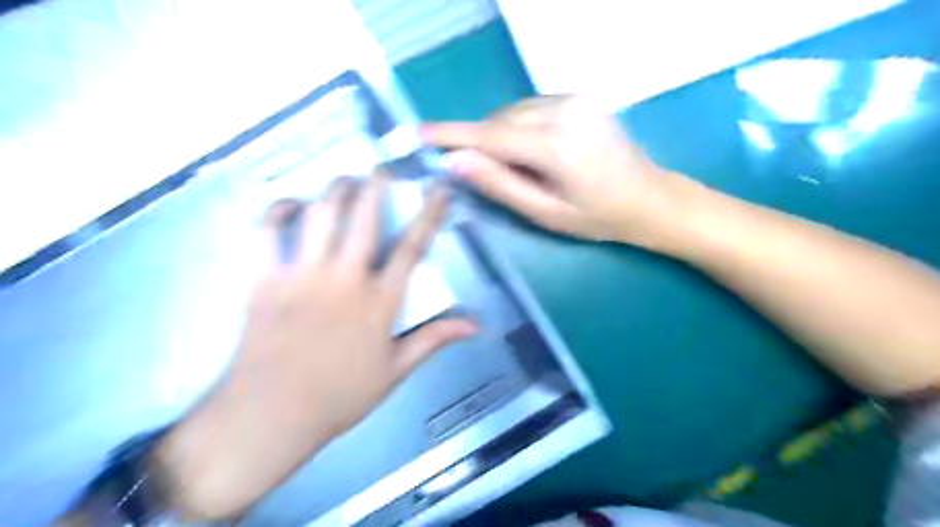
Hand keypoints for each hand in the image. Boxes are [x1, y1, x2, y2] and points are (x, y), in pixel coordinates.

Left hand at [157, 176, 477, 520]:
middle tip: (381, 169)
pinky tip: (292, 204)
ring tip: (344, 181)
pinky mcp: (264, 280)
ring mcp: (301, 276)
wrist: (271, 417)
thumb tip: (475, 325)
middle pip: (363, 217)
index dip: (429, 214)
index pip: (411, 247)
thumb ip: (434, 339)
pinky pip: (268, 231)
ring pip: (320, 215)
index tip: (438, 189)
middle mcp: (344, 279)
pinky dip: (279, 210)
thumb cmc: (339, 396)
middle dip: (375, 185)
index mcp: (379, 302)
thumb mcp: (395, 371)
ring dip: (335, 190)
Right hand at [419, 94, 688, 246]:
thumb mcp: (545, 213)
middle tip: (482, 174)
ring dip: (500, 135)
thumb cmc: (598, 218)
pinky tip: (532, 151)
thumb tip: (455, 161)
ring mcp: (576, 99)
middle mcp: (566, 111)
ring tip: (516, 167)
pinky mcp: (581, 97)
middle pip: (500, 120)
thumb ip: (499, 185)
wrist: (650, 198)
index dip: (451, 135)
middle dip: (481, 143)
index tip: (419, 134)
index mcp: (557, 145)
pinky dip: (519, 126)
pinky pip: (532, 108)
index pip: (491, 135)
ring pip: (514, 111)